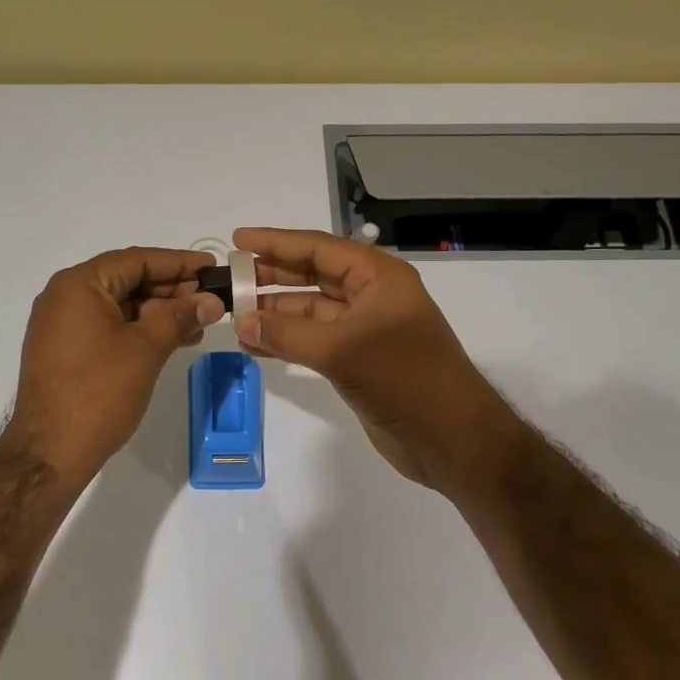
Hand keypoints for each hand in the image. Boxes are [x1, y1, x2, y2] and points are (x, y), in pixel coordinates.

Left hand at [2, 247, 222, 488]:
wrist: (50, 452)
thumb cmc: (99, 392)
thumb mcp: (145, 348)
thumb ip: (178, 316)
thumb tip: (210, 299)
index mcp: (79, 285)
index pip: (136, 260)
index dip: (178, 263)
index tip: (213, 267)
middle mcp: (64, 297)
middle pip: (126, 280)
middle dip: (171, 290)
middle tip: (210, 299)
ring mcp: (62, 325)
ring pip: (119, 306)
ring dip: (158, 312)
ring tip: (198, 324)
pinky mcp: (65, 351)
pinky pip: (107, 327)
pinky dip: (139, 330)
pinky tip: (170, 340)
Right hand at [231, 228, 519, 494]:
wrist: (450, 439)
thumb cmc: (404, 379)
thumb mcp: (341, 350)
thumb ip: (287, 334)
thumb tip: (241, 322)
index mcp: (378, 277)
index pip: (319, 248)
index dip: (277, 242)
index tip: (237, 240)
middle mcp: (371, 296)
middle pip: (313, 275)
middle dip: (272, 276)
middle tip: (229, 279)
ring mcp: (365, 330)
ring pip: (310, 310)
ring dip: (275, 312)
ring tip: (234, 315)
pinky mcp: (357, 361)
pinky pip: (313, 340)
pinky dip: (286, 340)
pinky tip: (256, 345)